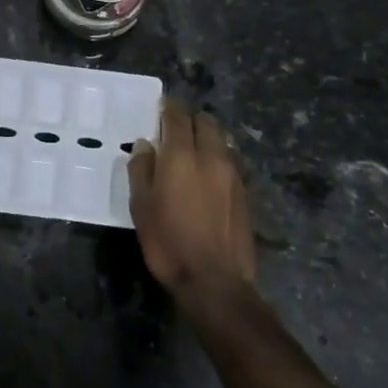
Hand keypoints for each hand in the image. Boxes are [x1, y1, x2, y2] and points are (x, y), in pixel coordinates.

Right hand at [128, 101, 256, 307]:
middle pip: (205, 122)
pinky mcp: (245, 191)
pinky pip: (231, 160)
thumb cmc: (168, 243)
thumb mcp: (142, 207)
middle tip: (175, 127)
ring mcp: (233, 174)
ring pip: (221, 139)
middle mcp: (211, 157)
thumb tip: (145, 145)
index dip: (168, 107)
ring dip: (207, 136)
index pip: (177, 117)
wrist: (215, 280)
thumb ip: (142, 170)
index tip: (161, 106)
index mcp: (182, 156)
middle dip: (190, 118)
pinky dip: (218, 155)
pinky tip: (209, 172)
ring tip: (193, 147)